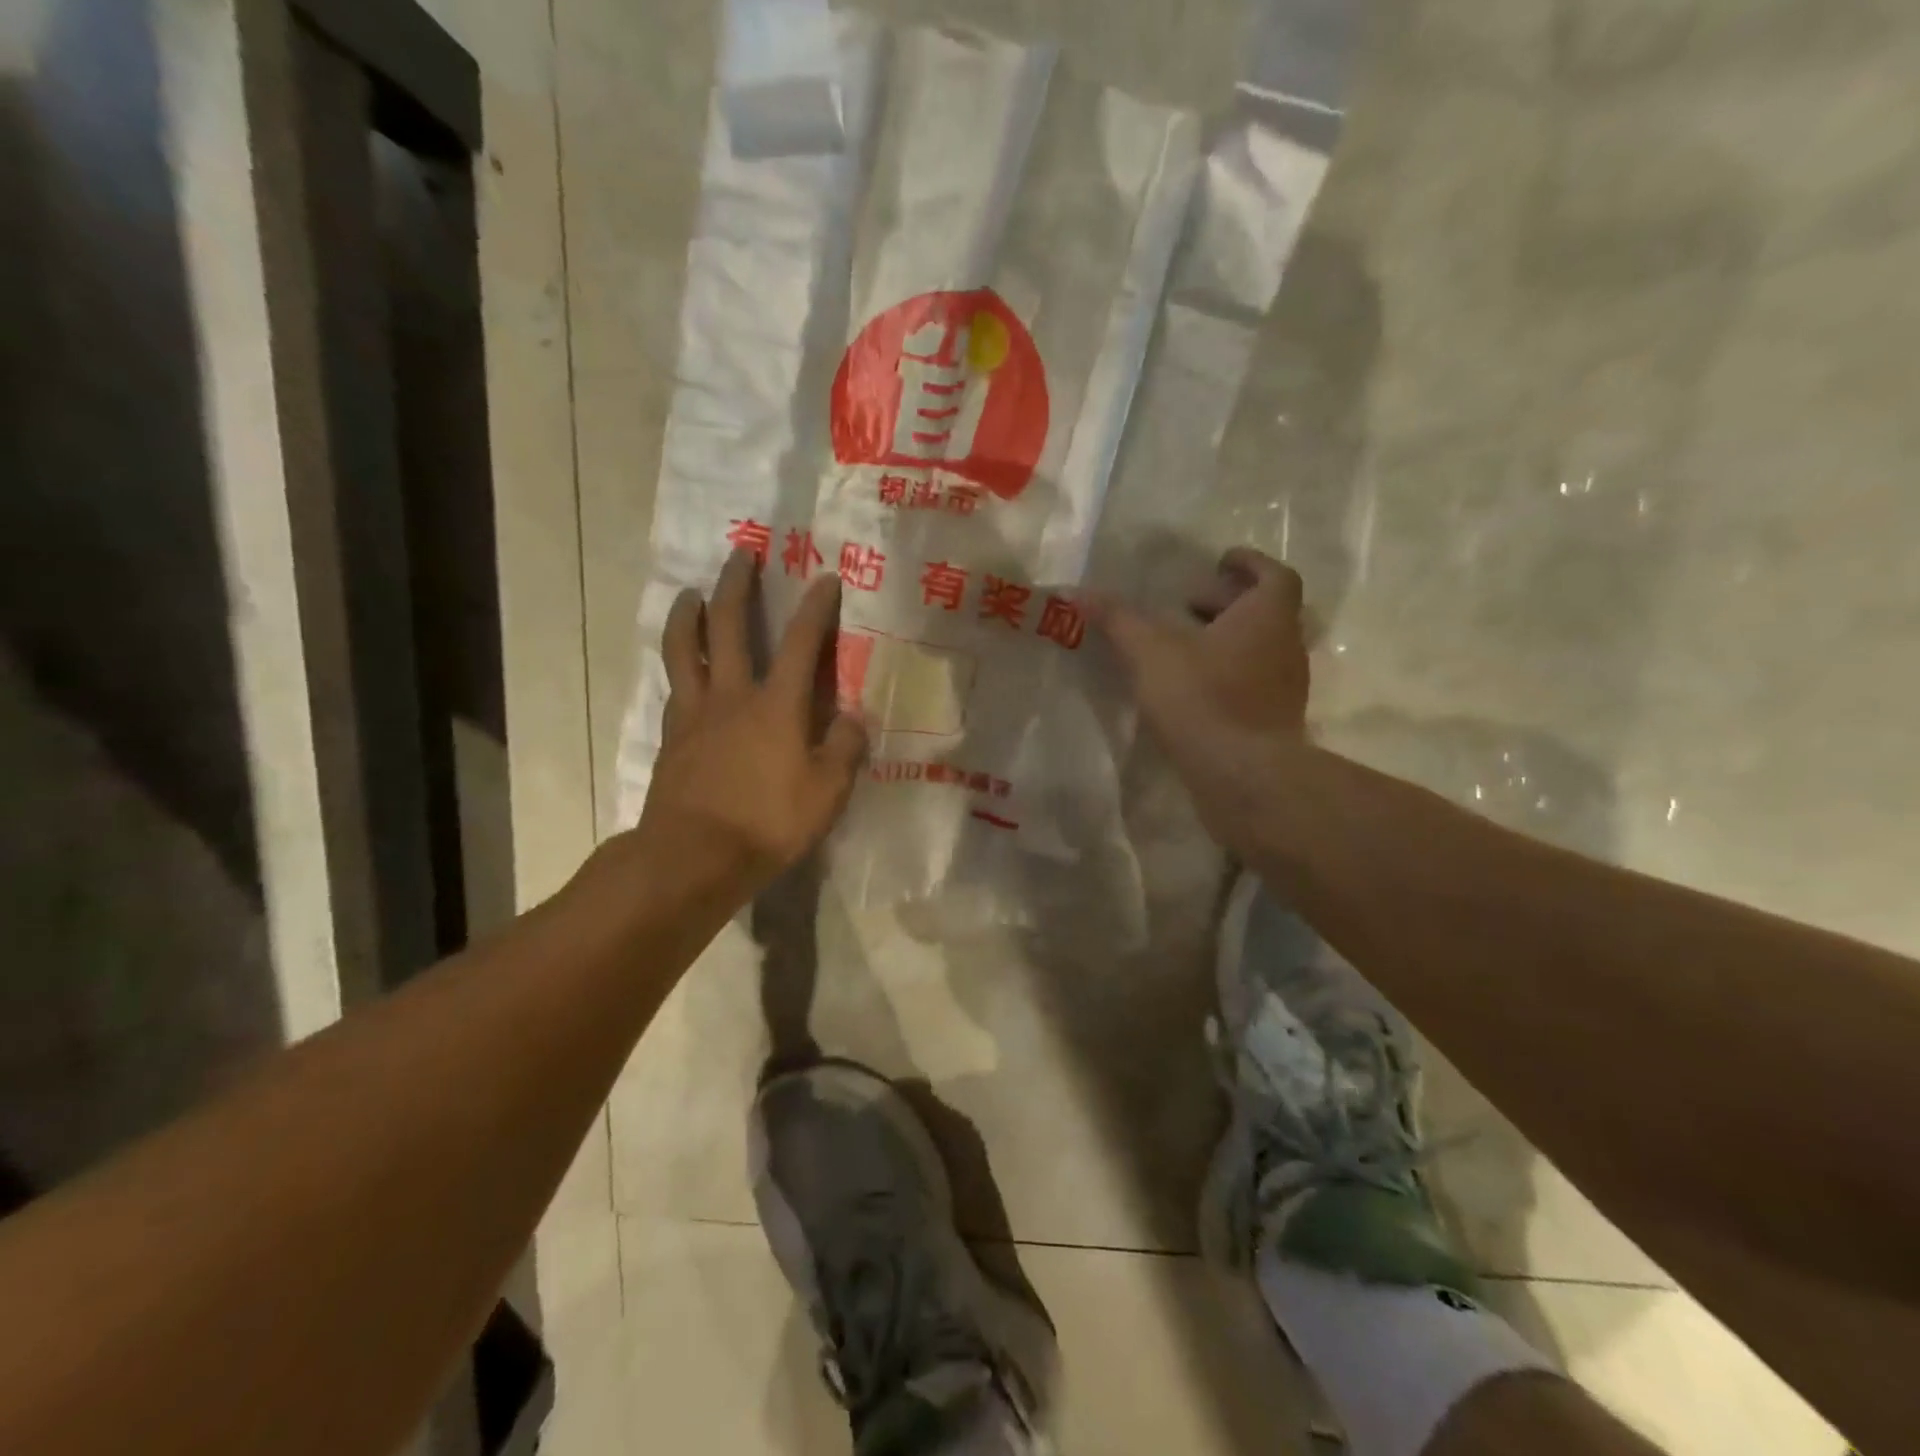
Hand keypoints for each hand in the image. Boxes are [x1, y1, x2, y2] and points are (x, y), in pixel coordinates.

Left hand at [637, 552, 867, 887]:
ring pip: (684, 649)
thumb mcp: (827, 793)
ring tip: (692, 594)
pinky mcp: (671, 737)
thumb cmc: (767, 824)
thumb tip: (854, 719)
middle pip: (726, 626)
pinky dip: (679, 667)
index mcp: (776, 705)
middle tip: (741, 555)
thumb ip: (844, 750)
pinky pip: (674, 688)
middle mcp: (732, 696)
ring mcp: (694, 714)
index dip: (815, 607)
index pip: (800, 643)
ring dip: (688, 615)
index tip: (825, 577)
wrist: (692, 858)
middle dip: (736, 585)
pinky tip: (683, 667)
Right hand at [1090, 548, 1308, 846]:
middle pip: (1267, 612)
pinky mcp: (1275, 722)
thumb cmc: (1203, 698)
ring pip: (1261, 649)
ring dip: (1228, 640)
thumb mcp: (1150, 652)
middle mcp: (1287, 647)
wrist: (1243, 776)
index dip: (1247, 564)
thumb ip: (1117, 619)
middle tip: (1188, 606)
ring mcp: (1286, 688)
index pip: (1273, 575)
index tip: (1219, 562)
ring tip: (1184, 647)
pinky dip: (1229, 675)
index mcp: (1268, 617)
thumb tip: (1074, 591)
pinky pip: (1254, 684)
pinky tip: (1193, 690)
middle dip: (1228, 602)